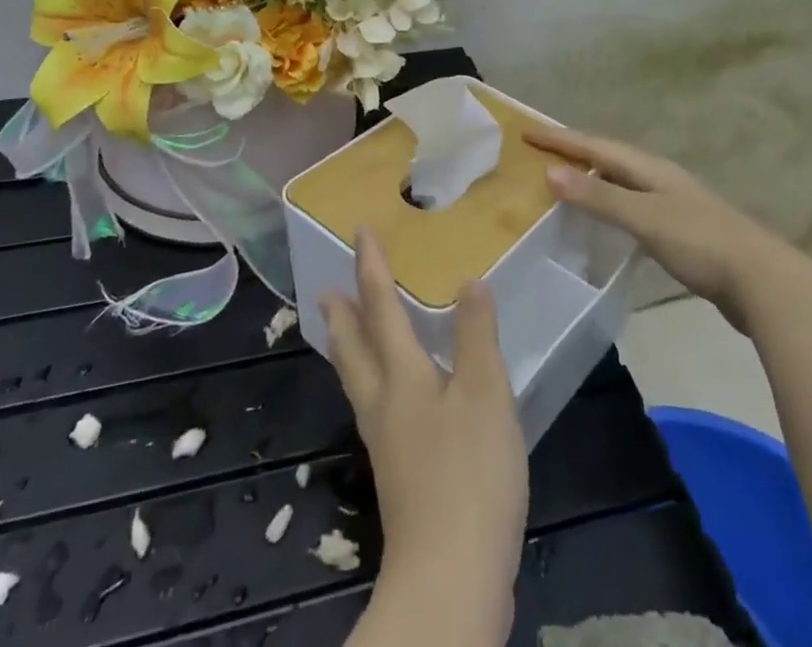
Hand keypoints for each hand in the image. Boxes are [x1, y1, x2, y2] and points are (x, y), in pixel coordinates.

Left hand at [321, 230, 527, 639]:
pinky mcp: (399, 476)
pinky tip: (394, 396)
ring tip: (346, 331)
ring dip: (351, 347)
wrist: (451, 579)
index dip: (371, 267)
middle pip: (354, 349)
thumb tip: (470, 281)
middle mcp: (384, 404)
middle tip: (326, 289)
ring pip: (360, 380)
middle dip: (343, 314)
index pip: (381, 308)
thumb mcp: (484, 394)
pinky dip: (374, 381)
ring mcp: (387, 444)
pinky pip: (377, 407)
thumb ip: (476, 335)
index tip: (360, 231)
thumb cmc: (469, 475)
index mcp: (401, 378)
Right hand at [527, 127, 790, 330]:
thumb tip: (550, 171)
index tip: (527, 132)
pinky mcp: (683, 231)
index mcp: (651, 169)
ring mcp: (675, 204)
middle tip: (543, 152)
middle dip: (576, 152)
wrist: (763, 282)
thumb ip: (599, 196)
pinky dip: (611, 205)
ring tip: (567, 182)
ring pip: (623, 181)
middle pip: (610, 157)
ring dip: (593, 177)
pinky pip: (634, 206)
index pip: (596, 145)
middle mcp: (661, 178)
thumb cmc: (700, 242)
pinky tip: (607, 223)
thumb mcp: (644, 217)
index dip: (561, 140)